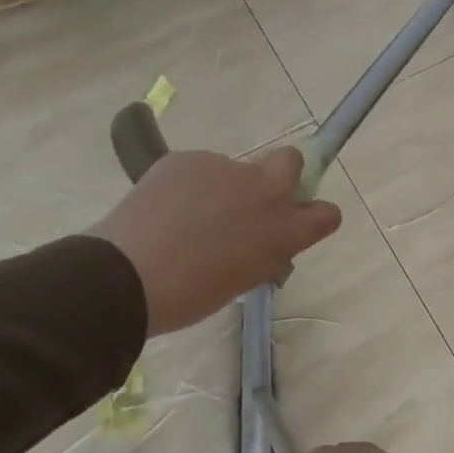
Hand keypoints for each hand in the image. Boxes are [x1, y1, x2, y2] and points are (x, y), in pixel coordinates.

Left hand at [88, 145, 340, 334]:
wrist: (126, 276)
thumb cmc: (190, 295)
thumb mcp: (242, 281)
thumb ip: (263, 254)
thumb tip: (262, 243)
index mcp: (284, 229)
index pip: (327, 213)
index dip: (313, 216)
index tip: (295, 225)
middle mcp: (265, 190)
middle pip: (291, 160)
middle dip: (281, 174)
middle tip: (250, 203)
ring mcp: (226, 168)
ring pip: (235, 169)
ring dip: (223, 187)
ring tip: (187, 219)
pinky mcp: (189, 158)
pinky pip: (199, 168)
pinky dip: (189, 185)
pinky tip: (164, 210)